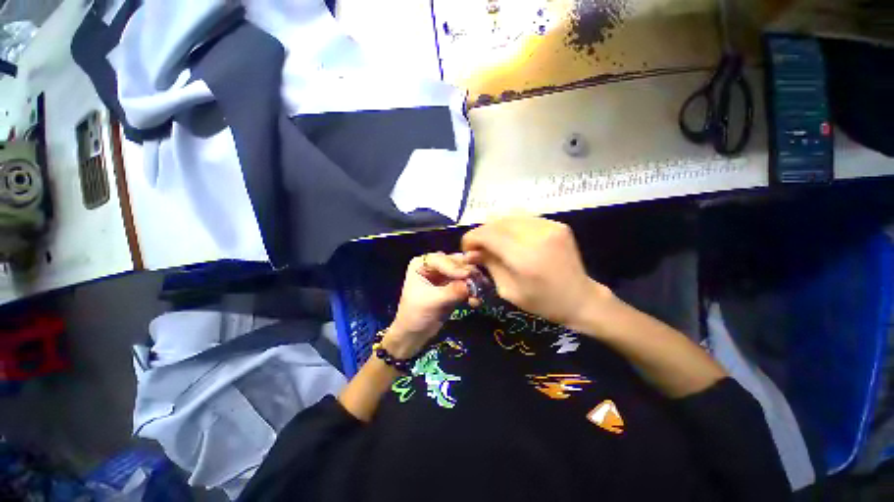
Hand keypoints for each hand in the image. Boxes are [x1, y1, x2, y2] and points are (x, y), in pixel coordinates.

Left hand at [386, 252, 474, 357]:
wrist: (414, 336)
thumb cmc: (415, 315)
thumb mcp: (433, 302)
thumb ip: (452, 291)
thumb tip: (471, 285)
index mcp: (421, 264)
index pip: (441, 259)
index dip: (455, 267)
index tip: (466, 275)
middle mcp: (434, 266)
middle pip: (456, 263)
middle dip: (468, 273)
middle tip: (481, 281)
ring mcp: (444, 276)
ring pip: (464, 273)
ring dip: (473, 283)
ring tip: (481, 293)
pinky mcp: (453, 287)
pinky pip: (466, 285)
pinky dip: (472, 292)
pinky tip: (475, 302)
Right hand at [461, 216, 611, 329]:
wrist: (580, 299)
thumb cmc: (542, 302)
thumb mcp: (508, 290)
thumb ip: (489, 265)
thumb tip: (472, 252)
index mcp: (524, 258)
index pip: (487, 234)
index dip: (471, 238)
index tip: (467, 249)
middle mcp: (536, 236)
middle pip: (496, 222)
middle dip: (482, 233)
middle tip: (479, 247)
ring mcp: (549, 226)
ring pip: (509, 216)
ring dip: (495, 228)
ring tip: (493, 242)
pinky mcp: (557, 224)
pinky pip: (524, 218)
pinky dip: (511, 226)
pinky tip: (511, 238)